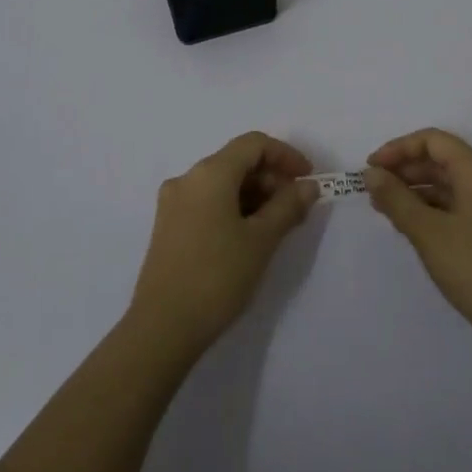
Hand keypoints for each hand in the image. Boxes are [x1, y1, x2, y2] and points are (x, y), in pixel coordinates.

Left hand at [128, 132, 317, 358]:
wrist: (163, 328)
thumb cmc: (217, 276)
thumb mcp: (262, 240)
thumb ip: (288, 206)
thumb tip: (308, 185)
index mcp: (210, 173)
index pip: (254, 144)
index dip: (286, 155)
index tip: (308, 179)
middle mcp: (187, 178)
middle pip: (236, 161)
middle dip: (271, 178)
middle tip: (296, 209)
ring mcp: (173, 202)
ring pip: (222, 183)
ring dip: (254, 195)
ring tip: (277, 226)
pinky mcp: (168, 226)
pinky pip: (207, 201)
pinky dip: (233, 208)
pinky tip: (249, 236)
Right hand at [365, 128, 471, 348]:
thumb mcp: (427, 232)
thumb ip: (396, 199)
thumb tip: (371, 174)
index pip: (433, 141)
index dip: (398, 149)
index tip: (371, 168)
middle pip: (442, 159)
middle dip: (405, 170)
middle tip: (373, 190)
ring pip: (450, 183)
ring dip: (417, 190)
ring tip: (385, 208)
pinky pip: (460, 203)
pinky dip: (433, 207)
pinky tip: (411, 225)